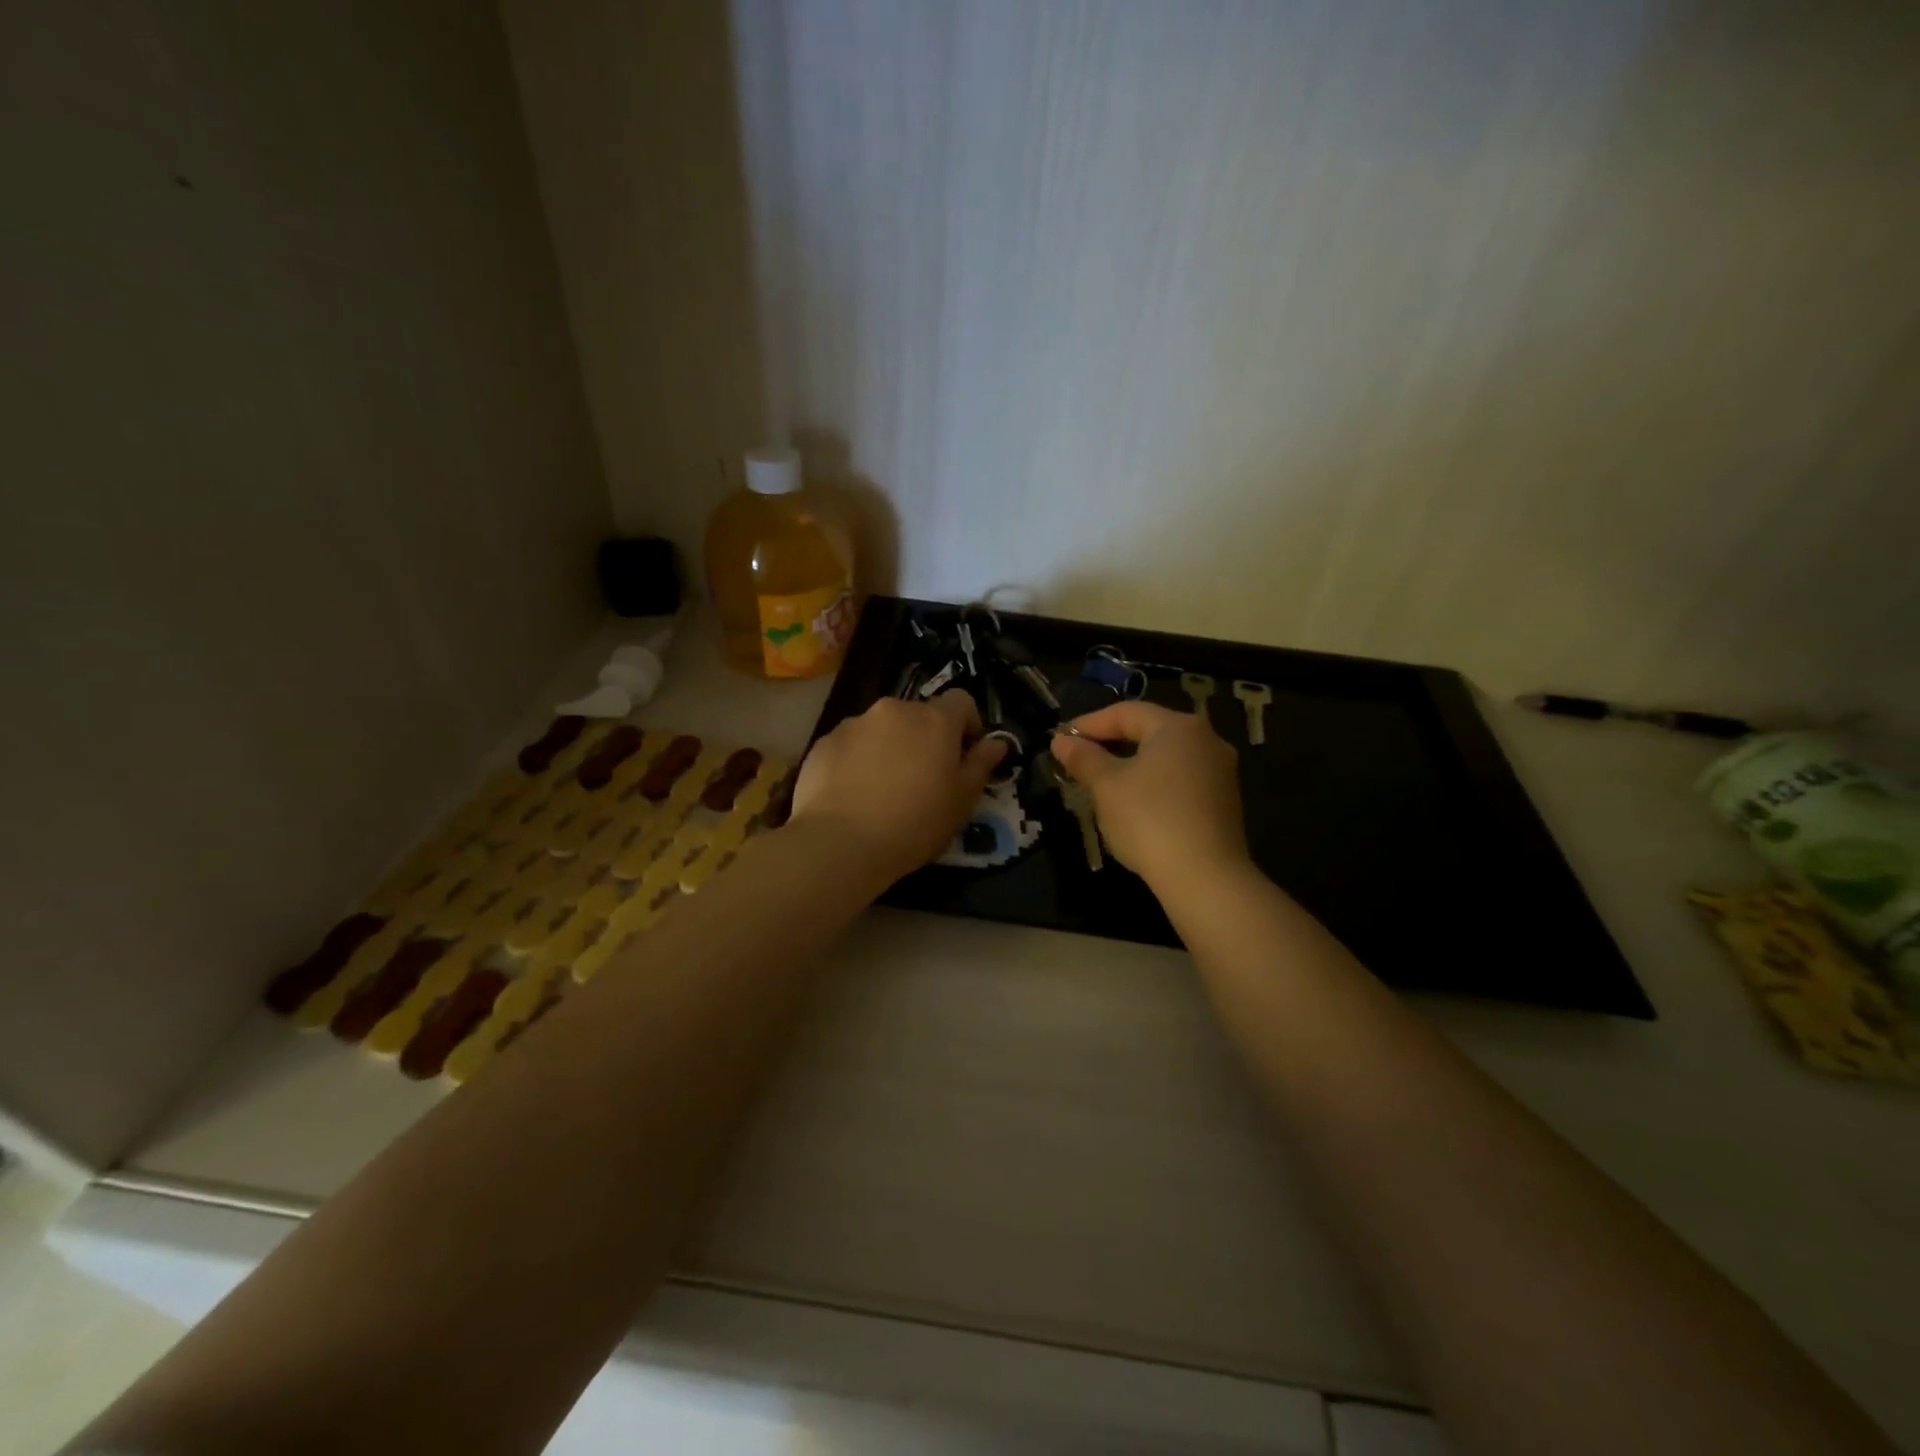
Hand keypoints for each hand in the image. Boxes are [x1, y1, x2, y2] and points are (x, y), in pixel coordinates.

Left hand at [789, 691, 1006, 883]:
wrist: (840, 843)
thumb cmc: (914, 823)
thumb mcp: (962, 801)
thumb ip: (981, 765)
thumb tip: (997, 743)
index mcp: (934, 720)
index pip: (961, 701)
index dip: (968, 725)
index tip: (965, 755)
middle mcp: (894, 710)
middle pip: (918, 716)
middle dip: (925, 739)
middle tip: (923, 779)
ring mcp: (854, 723)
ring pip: (882, 729)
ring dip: (889, 748)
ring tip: (883, 790)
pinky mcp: (824, 742)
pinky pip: (851, 745)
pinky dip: (857, 761)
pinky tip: (853, 795)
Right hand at [1051, 700, 1248, 892]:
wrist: (1204, 877)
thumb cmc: (1149, 819)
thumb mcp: (1106, 785)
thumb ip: (1083, 758)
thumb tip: (1061, 740)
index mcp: (1178, 727)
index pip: (1125, 712)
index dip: (1089, 724)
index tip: (1061, 740)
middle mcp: (1207, 740)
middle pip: (1149, 732)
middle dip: (1110, 744)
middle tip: (1078, 760)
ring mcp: (1220, 773)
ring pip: (1165, 759)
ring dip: (1131, 766)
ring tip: (1100, 784)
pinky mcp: (1224, 803)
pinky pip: (1180, 782)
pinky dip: (1152, 786)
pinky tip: (1133, 806)